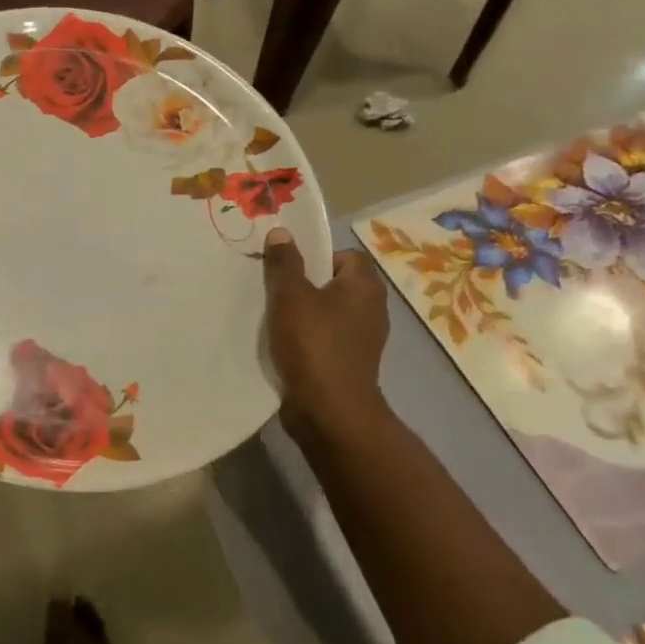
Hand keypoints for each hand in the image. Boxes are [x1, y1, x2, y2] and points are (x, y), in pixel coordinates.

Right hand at [262, 228, 390, 442]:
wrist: (329, 411)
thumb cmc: (313, 344)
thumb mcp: (291, 296)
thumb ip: (285, 263)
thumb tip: (281, 232)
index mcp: (364, 287)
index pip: (346, 255)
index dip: (317, 255)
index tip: (289, 266)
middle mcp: (371, 310)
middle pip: (335, 284)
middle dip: (306, 284)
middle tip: (275, 288)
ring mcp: (362, 340)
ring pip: (328, 313)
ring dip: (304, 313)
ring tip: (273, 316)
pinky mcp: (348, 364)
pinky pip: (325, 339)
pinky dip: (307, 338)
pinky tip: (282, 344)